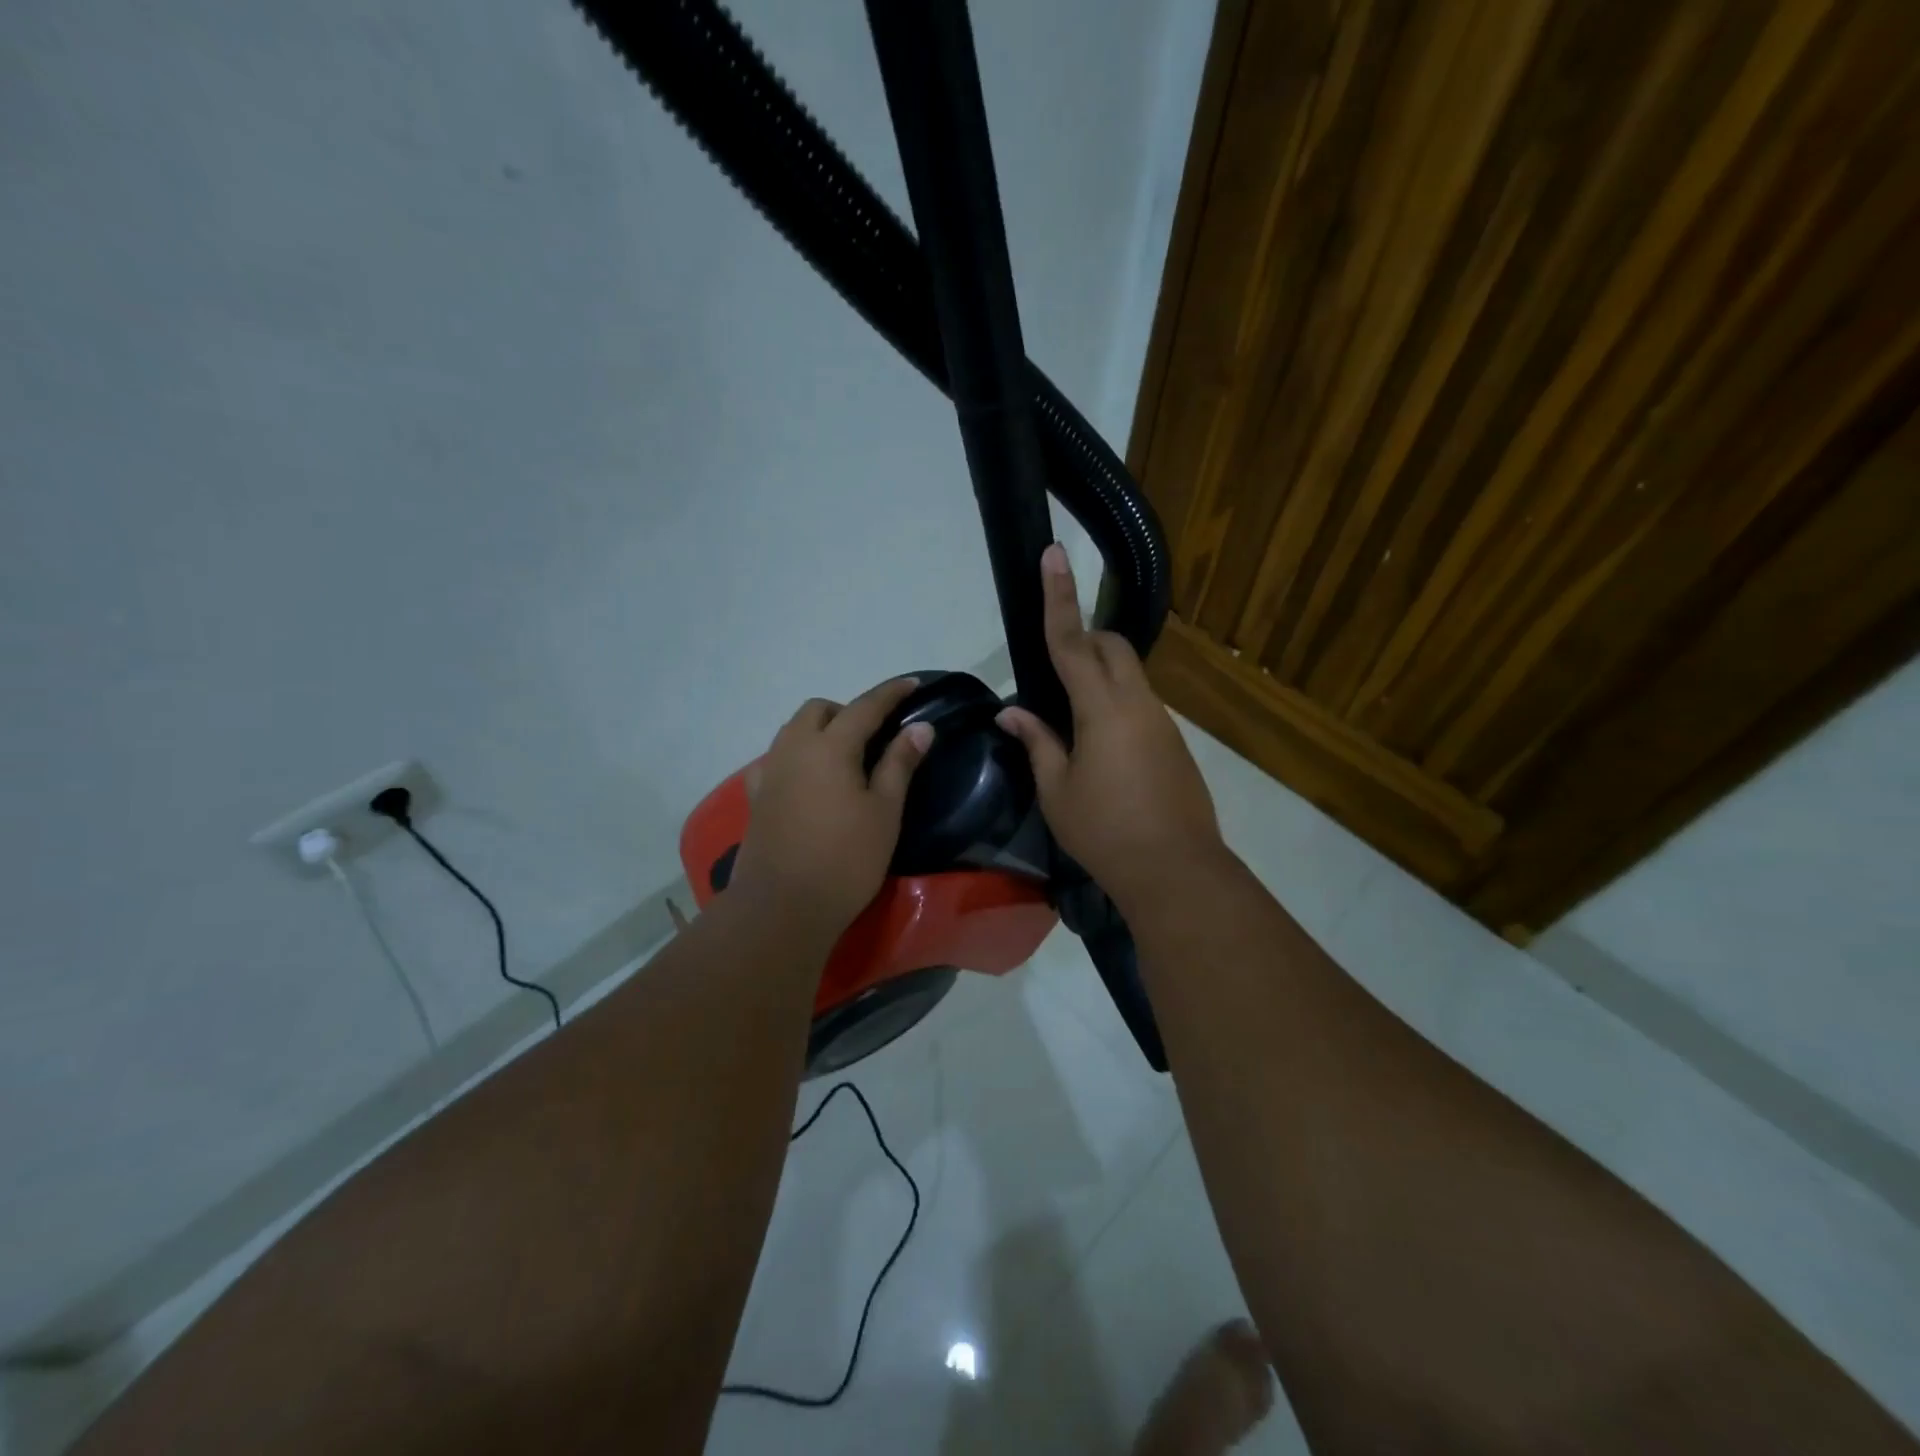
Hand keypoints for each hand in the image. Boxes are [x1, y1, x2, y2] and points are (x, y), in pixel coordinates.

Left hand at [727, 678, 934, 944]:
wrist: (782, 907)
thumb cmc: (845, 859)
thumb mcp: (884, 811)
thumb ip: (900, 764)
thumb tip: (920, 727)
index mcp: (830, 746)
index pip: (865, 706)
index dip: (891, 693)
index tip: (912, 684)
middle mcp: (794, 748)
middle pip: (819, 710)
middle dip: (848, 710)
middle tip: (875, 734)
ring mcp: (769, 772)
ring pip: (793, 730)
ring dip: (820, 729)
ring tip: (845, 755)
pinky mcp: (755, 797)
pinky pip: (776, 758)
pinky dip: (797, 755)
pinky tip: (809, 779)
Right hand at [997, 545, 1223, 908]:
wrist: (1175, 870)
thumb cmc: (1105, 831)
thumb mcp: (1056, 790)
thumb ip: (1036, 742)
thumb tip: (1011, 714)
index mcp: (1103, 709)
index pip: (1072, 642)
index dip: (1059, 597)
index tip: (1055, 554)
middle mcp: (1138, 703)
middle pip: (1111, 647)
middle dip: (1085, 636)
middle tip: (1054, 661)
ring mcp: (1163, 722)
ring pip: (1129, 675)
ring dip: (1100, 675)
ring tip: (1070, 716)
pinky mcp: (1174, 743)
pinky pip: (1141, 704)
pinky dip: (1115, 704)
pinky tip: (1100, 747)